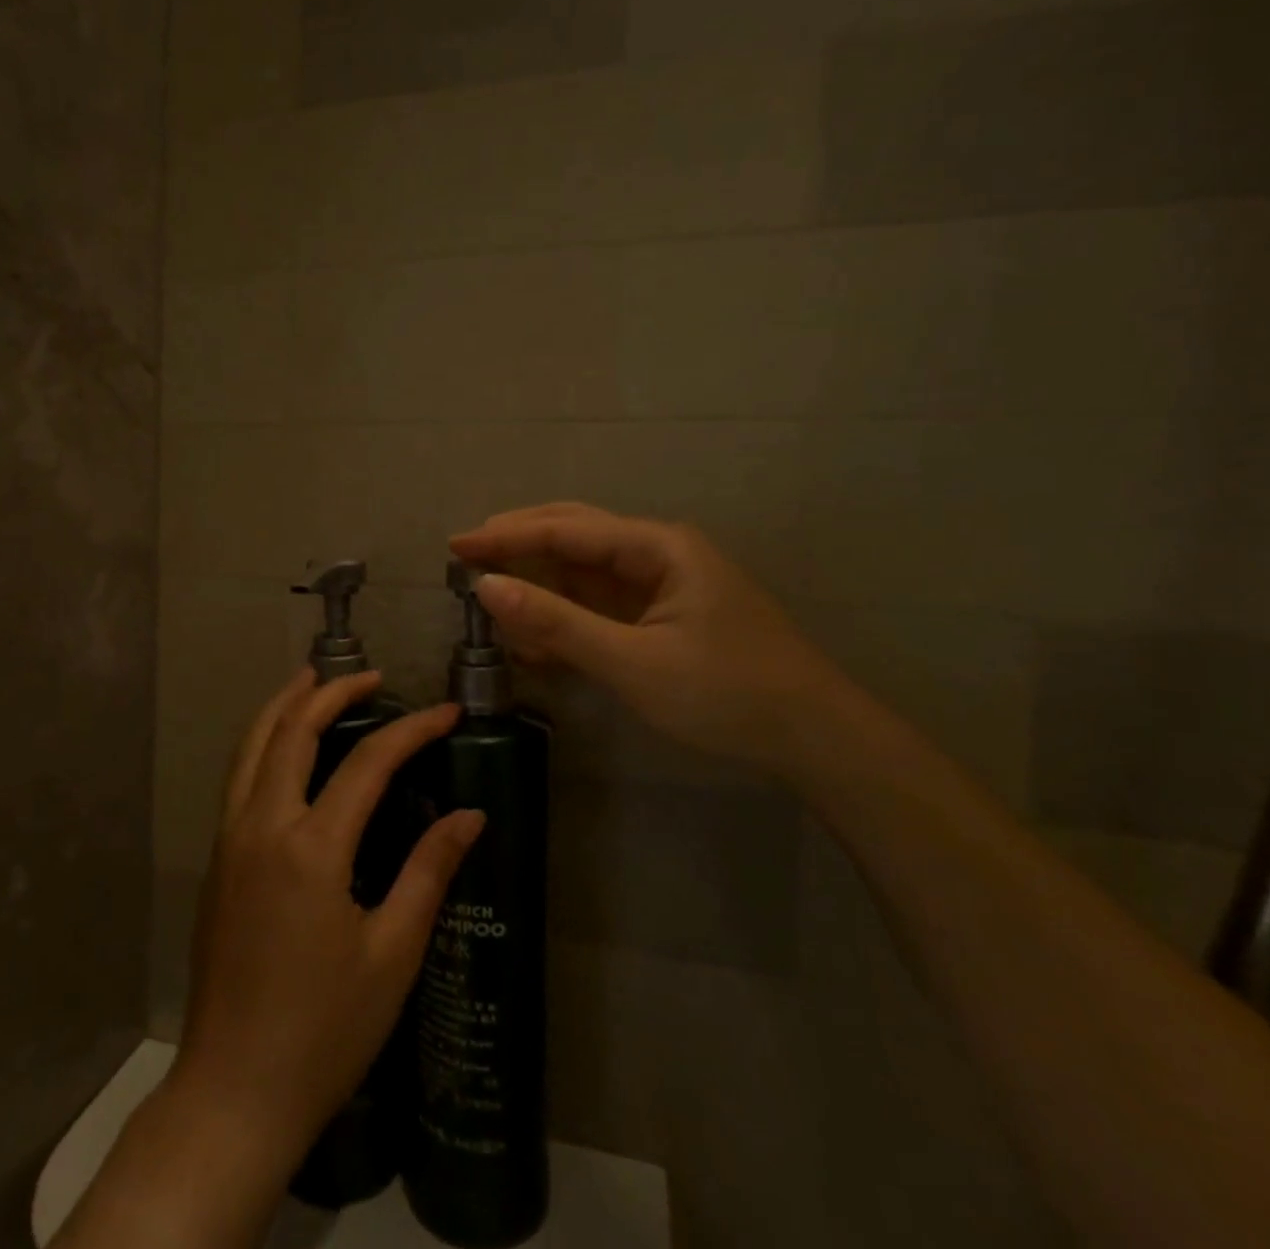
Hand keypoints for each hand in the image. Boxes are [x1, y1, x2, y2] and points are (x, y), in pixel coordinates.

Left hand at [172, 669, 484, 1159]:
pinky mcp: (218, 858)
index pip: (368, 762)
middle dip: (333, 692)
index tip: (447, 712)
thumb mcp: (391, 954)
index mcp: (310, 849)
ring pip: (253, 744)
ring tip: (316, 681)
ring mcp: (230, 839)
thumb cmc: (324, 1031)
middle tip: (372, 677)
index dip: (412, 729)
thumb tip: (470, 814)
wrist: (234, 1092)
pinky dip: (265, 739)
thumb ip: (428, 872)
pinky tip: (287, 745)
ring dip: (285, 704)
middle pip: (293, 729)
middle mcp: (262, 826)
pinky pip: (240, 774)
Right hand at [451, 502, 854, 770]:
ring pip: (583, 572)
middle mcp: (657, 554)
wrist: (813, 739)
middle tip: (466, 559)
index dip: (506, 535)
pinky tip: (535, 638)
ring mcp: (660, 586)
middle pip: (573, 536)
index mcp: (657, 547)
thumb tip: (487, 587)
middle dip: (519, 546)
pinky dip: (563, 618)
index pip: (565, 530)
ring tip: (494, 607)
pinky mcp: (661, 618)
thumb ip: (557, 623)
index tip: (456, 545)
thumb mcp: (633, 662)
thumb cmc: (726, 693)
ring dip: (538, 587)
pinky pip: (599, 606)